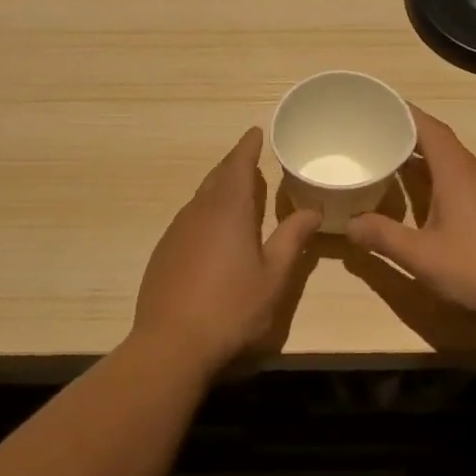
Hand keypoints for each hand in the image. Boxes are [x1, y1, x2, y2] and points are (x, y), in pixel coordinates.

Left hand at [131, 128, 320, 375]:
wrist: (171, 344)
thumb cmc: (232, 308)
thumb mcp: (273, 276)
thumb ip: (292, 239)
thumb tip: (312, 209)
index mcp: (228, 211)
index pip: (237, 166)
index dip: (247, 147)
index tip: (255, 131)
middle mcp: (197, 213)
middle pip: (215, 178)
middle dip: (233, 166)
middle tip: (251, 161)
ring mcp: (175, 233)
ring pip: (199, 200)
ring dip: (218, 191)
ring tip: (236, 194)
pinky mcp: (163, 254)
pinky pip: (188, 221)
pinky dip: (205, 215)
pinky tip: (213, 234)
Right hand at [345, 107, 475, 324]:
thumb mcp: (421, 256)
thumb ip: (383, 237)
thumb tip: (349, 224)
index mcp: (457, 173)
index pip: (429, 128)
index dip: (404, 114)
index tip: (378, 107)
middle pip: (441, 144)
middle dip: (408, 139)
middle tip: (374, 140)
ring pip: (454, 166)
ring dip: (424, 163)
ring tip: (393, 168)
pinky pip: (466, 185)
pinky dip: (441, 183)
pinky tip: (427, 204)